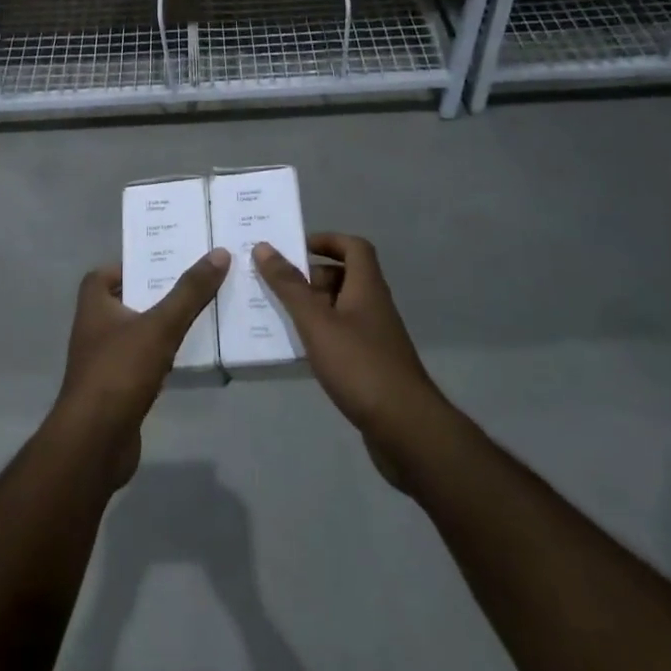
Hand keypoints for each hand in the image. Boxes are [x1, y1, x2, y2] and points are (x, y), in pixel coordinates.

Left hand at [55, 250, 228, 486]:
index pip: (105, 274)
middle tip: (194, 283)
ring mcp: (105, 362)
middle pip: (128, 301)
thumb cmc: (119, 372)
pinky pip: (145, 363)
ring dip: (163, 326)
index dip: (131, 266)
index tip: (163, 263)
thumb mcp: (160, 326)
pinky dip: (164, 357)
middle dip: (157, 293)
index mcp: (94, 305)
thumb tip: (219, 253)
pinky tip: (190, 357)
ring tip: (201, 314)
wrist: (95, 443)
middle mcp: (94, 329)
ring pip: (139, 333)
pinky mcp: (118, 391)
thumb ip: (189, 292)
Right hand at [254, 233, 443, 488]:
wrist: (406, 429)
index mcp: (367, 287)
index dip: (327, 240)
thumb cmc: (360, 365)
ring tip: (279, 315)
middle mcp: (375, 306)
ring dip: (313, 307)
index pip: (354, 247)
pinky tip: (299, 351)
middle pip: (345, 277)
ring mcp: (376, 338)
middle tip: (278, 284)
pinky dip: (321, 335)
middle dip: (312, 277)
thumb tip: (264, 246)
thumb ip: (289, 286)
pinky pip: (343, 337)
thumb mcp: (317, 322)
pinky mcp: (373, 366)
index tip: (296, 247)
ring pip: (341, 309)